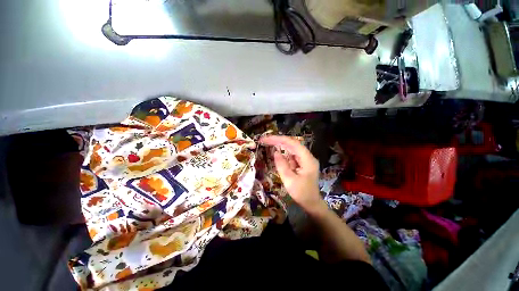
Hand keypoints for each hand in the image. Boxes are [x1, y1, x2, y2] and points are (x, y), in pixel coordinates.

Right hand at [259, 135, 322, 210]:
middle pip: (292, 144)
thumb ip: (282, 165)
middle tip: (264, 140)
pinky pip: (291, 155)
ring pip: (291, 148)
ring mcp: (305, 159)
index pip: (293, 143)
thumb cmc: (302, 193)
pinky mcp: (301, 163)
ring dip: (280, 145)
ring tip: (268, 143)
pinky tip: (276, 151)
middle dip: (278, 141)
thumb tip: (276, 152)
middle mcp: (307, 156)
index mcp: (307, 159)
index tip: (267, 139)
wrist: (311, 203)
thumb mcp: (289, 180)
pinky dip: (283, 153)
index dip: (279, 139)